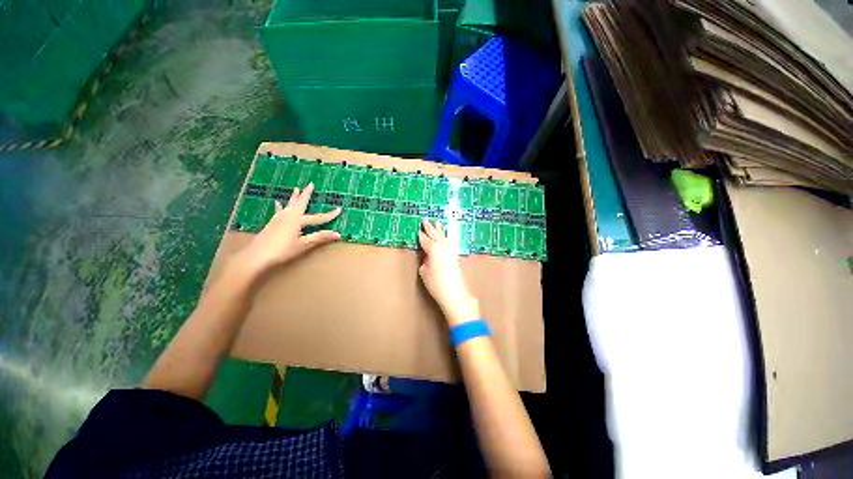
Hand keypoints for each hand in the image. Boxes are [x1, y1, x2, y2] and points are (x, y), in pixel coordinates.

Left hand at [234, 183, 339, 277]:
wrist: (257, 255)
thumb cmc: (282, 250)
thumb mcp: (303, 244)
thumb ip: (320, 237)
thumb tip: (338, 234)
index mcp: (298, 220)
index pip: (319, 217)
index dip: (330, 215)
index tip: (339, 209)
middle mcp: (289, 215)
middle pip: (301, 203)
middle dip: (307, 194)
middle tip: (310, 184)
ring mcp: (279, 218)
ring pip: (290, 204)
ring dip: (294, 197)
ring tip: (296, 189)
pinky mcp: (273, 222)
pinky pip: (279, 211)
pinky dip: (280, 206)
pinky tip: (277, 202)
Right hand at [418, 220, 479, 325]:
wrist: (454, 292)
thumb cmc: (435, 283)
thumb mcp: (424, 271)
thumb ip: (424, 260)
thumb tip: (427, 255)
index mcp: (432, 248)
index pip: (424, 239)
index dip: (420, 234)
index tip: (417, 228)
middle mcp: (442, 246)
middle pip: (434, 234)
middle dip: (429, 227)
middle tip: (425, 220)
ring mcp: (450, 249)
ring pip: (443, 236)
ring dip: (439, 229)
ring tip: (437, 222)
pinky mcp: (455, 255)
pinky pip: (448, 241)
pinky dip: (445, 237)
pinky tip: (446, 236)